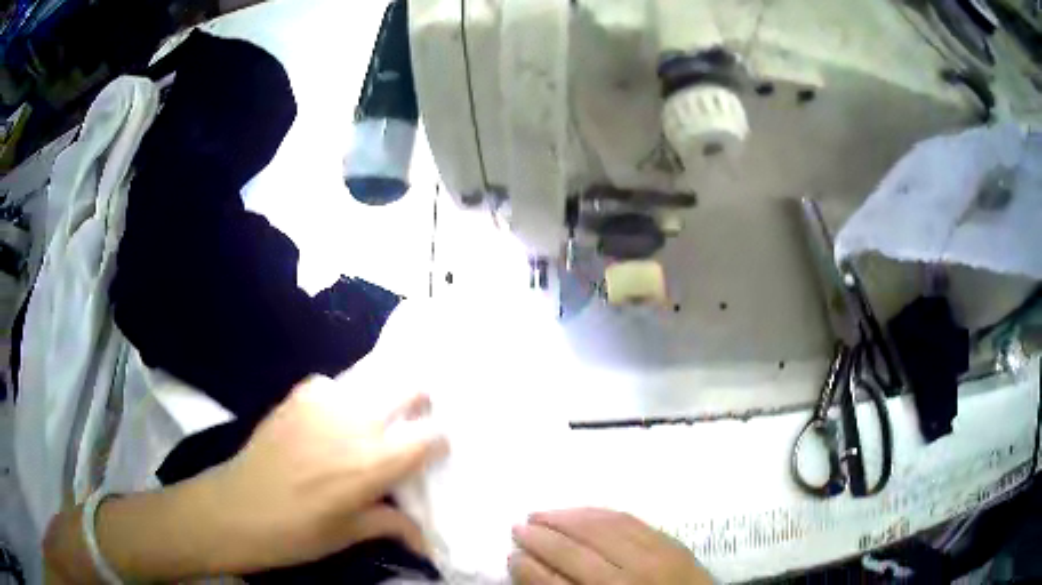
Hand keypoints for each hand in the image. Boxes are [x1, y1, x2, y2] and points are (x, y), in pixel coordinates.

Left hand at [201, 375, 447, 572]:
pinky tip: (327, 419)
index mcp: (375, 463)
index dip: (439, 441)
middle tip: (412, 422)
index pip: (430, 437)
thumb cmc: (297, 533)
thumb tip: (428, 542)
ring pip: (370, 381)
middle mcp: (356, 424)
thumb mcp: (349, 535)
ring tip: (370, 421)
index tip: (436, 451)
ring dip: (379, 398)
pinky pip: (330, 385)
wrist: (235, 509)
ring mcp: (323, 404)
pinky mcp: (296, 397)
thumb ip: (392, 526)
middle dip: (418, 403)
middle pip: (407, 389)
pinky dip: (338, 398)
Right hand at [510, 508, 711, 584]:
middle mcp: (630, 579)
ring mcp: (656, 557)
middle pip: (574, 550)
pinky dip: (600, 513)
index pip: (554, 583)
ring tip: (544, 513)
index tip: (511, 554)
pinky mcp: (672, 543)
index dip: (528, 568)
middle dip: (542, 536)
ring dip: (567, 517)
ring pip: (601, 527)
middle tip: (518, 525)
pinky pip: (630, 520)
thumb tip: (531, 569)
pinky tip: (585, 512)